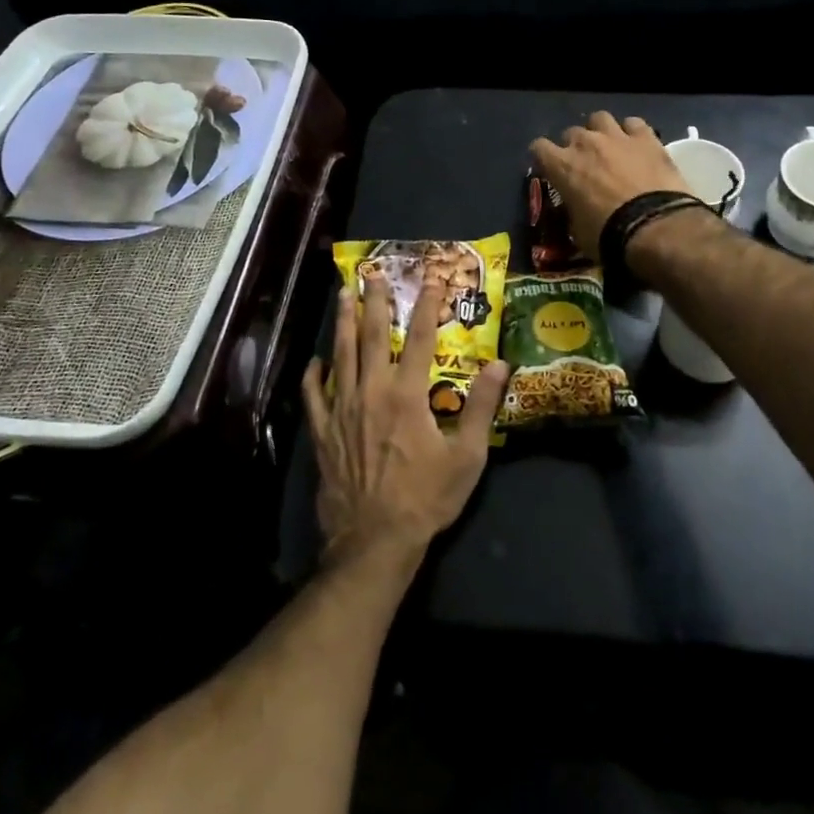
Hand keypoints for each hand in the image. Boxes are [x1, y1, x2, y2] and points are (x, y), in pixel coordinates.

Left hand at [301, 276, 508, 567]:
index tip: (431, 279)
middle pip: (371, 337)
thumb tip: (499, 364)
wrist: (374, 541)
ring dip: (342, 323)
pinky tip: (315, 362)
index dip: (427, 306)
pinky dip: (313, 376)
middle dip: (374, 302)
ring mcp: (342, 411)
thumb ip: (482, 407)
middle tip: (372, 273)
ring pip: (340, 356)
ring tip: (342, 296)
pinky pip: (314, 396)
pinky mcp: (323, 433)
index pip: (419, 339)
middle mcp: (371, 392)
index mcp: (407, 395)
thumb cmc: (426, 498)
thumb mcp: (467, 456)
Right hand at [528, 112, 691, 259]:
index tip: (550, 170)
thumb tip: (575, 208)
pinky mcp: (646, 137)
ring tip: (609, 147)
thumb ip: (572, 209)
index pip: (538, 147)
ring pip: (600, 118)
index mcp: (562, 166)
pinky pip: (634, 123)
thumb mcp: (577, 230)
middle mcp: (585, 143)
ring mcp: (616, 136)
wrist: (653, 227)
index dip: (544, 158)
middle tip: (585, 165)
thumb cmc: (608, 235)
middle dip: (574, 146)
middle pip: (571, 132)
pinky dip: (632, 132)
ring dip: (600, 131)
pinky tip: (637, 145)